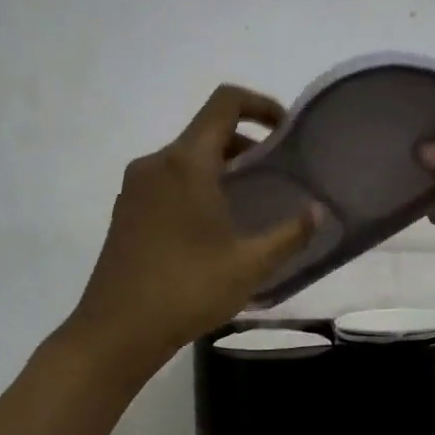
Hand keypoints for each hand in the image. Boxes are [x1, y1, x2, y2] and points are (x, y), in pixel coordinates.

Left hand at [64, 84, 321, 369]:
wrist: (115, 331)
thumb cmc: (187, 291)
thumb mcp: (249, 266)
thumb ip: (290, 235)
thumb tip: (319, 212)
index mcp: (186, 163)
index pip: (225, 103)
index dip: (260, 104)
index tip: (285, 130)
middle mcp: (156, 163)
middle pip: (206, 131)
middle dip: (246, 143)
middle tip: (275, 173)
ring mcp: (135, 186)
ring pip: (186, 157)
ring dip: (221, 166)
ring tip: (249, 201)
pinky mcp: (125, 210)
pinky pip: (167, 179)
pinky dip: (196, 184)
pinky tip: (212, 225)